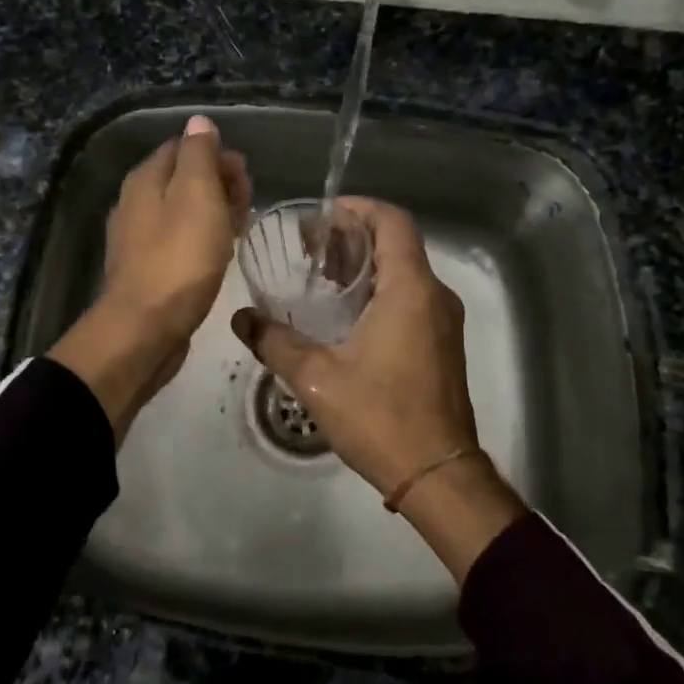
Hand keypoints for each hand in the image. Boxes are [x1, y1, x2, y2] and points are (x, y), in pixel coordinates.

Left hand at [51, 115, 248, 438]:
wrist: (145, 329)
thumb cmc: (179, 258)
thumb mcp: (197, 195)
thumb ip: (199, 154)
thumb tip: (199, 122)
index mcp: (146, 178)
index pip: (185, 146)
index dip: (218, 156)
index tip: (245, 179)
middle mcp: (135, 201)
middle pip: (183, 178)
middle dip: (219, 184)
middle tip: (246, 207)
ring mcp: (137, 237)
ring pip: (183, 210)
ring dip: (214, 213)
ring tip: (240, 230)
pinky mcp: (146, 268)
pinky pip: (179, 240)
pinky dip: (201, 239)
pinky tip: (218, 255)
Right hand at [232, 197, 524, 581]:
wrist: (438, 475)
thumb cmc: (381, 417)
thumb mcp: (316, 379)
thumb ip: (275, 342)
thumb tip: (241, 318)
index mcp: (411, 290)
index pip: (392, 222)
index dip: (358, 208)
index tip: (322, 215)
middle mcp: (433, 296)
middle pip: (395, 243)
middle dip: (351, 236)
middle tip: (308, 245)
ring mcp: (441, 321)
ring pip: (403, 271)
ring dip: (363, 264)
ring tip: (318, 273)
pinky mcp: (441, 344)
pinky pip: (410, 297)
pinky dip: (377, 289)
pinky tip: (343, 312)